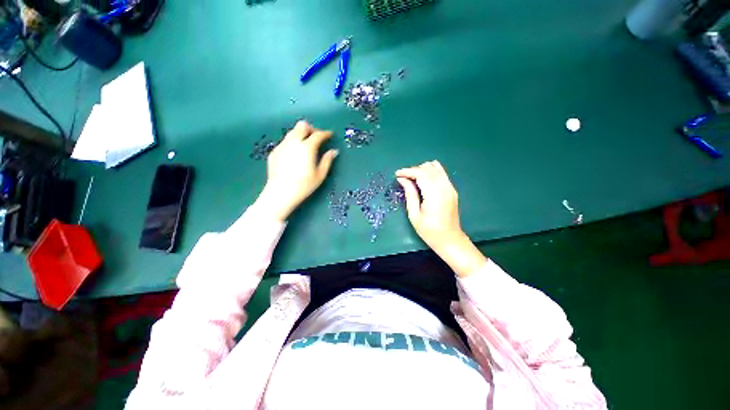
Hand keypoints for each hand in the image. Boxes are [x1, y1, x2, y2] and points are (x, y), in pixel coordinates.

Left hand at [255, 121, 338, 221]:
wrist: (280, 192)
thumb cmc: (304, 185)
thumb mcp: (320, 175)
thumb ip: (327, 160)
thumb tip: (334, 151)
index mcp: (307, 148)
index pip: (318, 134)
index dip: (325, 133)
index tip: (330, 134)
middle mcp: (293, 142)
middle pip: (302, 126)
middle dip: (311, 129)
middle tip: (317, 137)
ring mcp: (282, 146)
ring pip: (292, 132)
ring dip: (301, 134)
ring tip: (306, 145)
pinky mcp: (274, 151)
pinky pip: (285, 141)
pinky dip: (293, 142)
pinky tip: (294, 154)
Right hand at [396, 161, 486, 276]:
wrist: (450, 240)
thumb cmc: (429, 231)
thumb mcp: (414, 215)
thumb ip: (409, 194)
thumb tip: (402, 179)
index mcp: (435, 194)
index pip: (421, 173)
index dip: (407, 171)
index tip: (397, 174)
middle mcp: (445, 187)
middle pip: (428, 168)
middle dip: (413, 170)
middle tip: (403, 179)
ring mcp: (450, 187)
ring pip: (435, 168)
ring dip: (422, 170)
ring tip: (412, 179)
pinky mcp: (452, 189)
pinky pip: (441, 173)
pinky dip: (430, 172)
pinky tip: (422, 180)